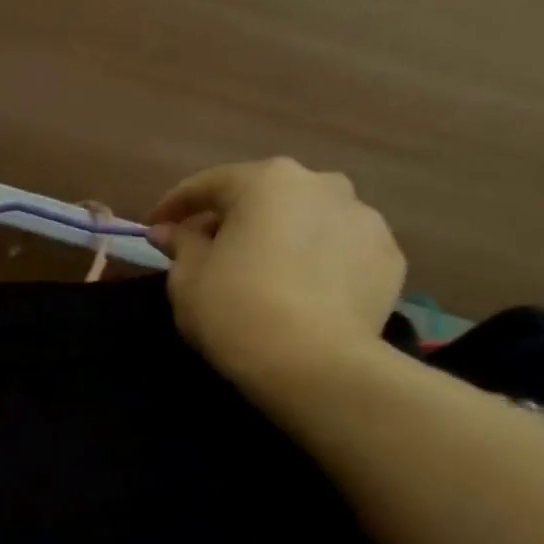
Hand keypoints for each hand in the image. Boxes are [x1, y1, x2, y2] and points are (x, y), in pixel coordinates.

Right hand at [148, 157, 405, 394]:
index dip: (175, 205)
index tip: (154, 226)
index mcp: (266, 182)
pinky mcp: (389, 257)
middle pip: (265, 197)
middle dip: (234, 219)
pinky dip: (316, 262)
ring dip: (280, 238)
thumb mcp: (187, 278)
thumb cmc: (234, 309)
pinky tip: (299, 292)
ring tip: (261, 273)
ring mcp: (365, 219)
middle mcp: (322, 184)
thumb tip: (169, 231)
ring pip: (308, 221)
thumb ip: (180, 245)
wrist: (312, 362)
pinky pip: (339, 251)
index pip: (209, 184)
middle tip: (209, 250)